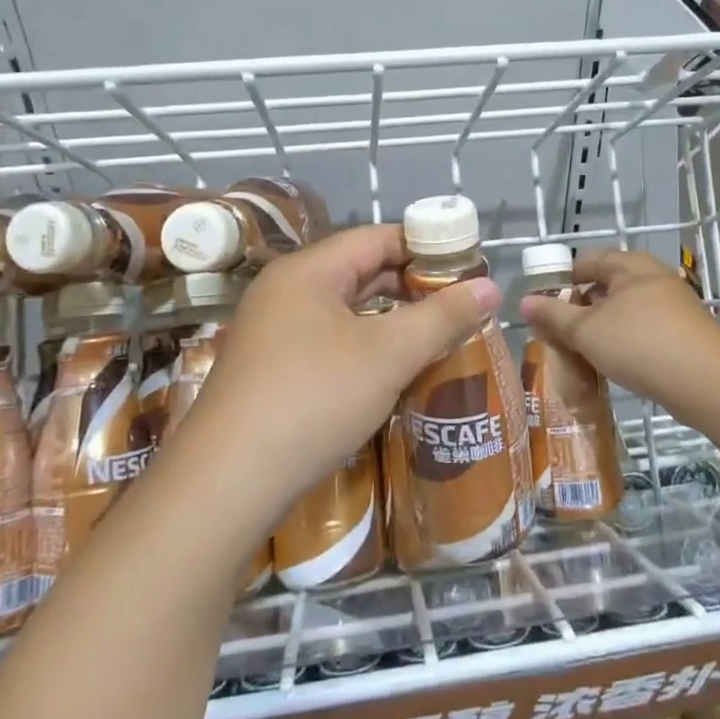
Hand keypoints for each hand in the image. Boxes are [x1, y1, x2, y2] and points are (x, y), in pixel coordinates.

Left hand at [178, 224, 498, 523]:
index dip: (426, 247)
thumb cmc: (315, 398)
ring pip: (343, 311)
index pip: (378, 237)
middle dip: (411, 286)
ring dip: (389, 320)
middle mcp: (285, 291)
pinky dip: (363, 347)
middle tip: (459, 304)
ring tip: (435, 336)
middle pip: (359, 271)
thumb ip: (442, 316)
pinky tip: (390, 371)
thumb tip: (491, 287)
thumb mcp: (389, 354)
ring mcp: (272, 331)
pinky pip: (327, 341)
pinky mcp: (269, 369)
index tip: (467, 266)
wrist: (228, 480)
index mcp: (308, 270)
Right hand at [520, 249, 719, 423]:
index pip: (587, 262)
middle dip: (581, 308)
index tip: (542, 307)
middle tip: (559, 333)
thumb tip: (524, 301)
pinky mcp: (687, 333)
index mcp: (630, 266)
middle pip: (607, 286)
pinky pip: (645, 330)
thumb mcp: (587, 331)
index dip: (562, 281)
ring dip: (603, 328)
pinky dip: (626, 342)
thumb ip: (554, 316)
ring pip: (626, 311)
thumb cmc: (641, 345)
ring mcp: (675, 305)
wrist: (710, 383)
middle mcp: (654, 277)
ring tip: (583, 352)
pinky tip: (616, 365)